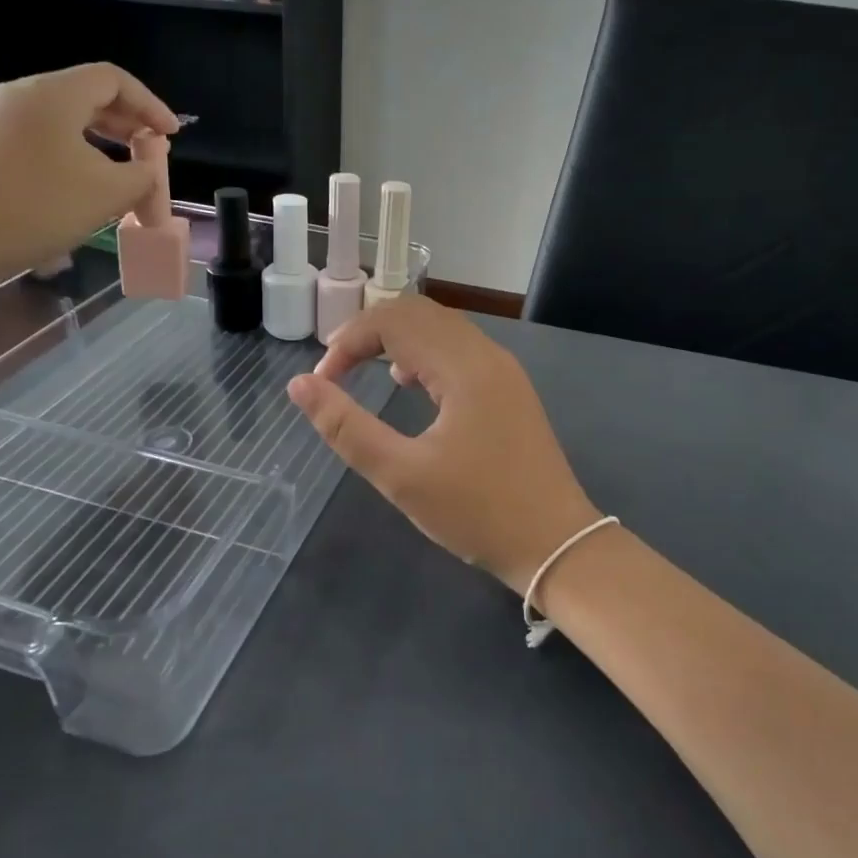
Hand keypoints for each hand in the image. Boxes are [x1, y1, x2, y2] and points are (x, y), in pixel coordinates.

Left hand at [0, 63, 179, 286]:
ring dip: (104, 140)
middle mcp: (25, 95)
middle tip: (152, 153)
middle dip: (128, 123)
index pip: (114, 80)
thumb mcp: (109, 192)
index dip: (150, 105)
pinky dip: (77, 151)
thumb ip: (143, 175)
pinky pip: (46, 136)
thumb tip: (148, 170)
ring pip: (67, 117)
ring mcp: (2, 119)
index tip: (171, 135)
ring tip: (126, 171)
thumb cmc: (40, 206)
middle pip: (89, 95)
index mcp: (54, 94)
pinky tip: (88, 183)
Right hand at [288, 295, 600, 591]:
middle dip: (370, 331)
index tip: (321, 381)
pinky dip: (425, 353)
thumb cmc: (477, 513)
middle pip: (418, 312)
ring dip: (397, 338)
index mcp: (463, 367)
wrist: (556, 544)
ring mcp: (504, 370)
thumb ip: (346, 428)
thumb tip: (300, 385)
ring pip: (442, 328)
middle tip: (336, 369)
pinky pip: (460, 350)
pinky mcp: (510, 390)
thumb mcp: (401, 475)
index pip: (393, 320)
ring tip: (365, 371)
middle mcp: (486, 355)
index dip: (348, 341)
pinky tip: (409, 384)